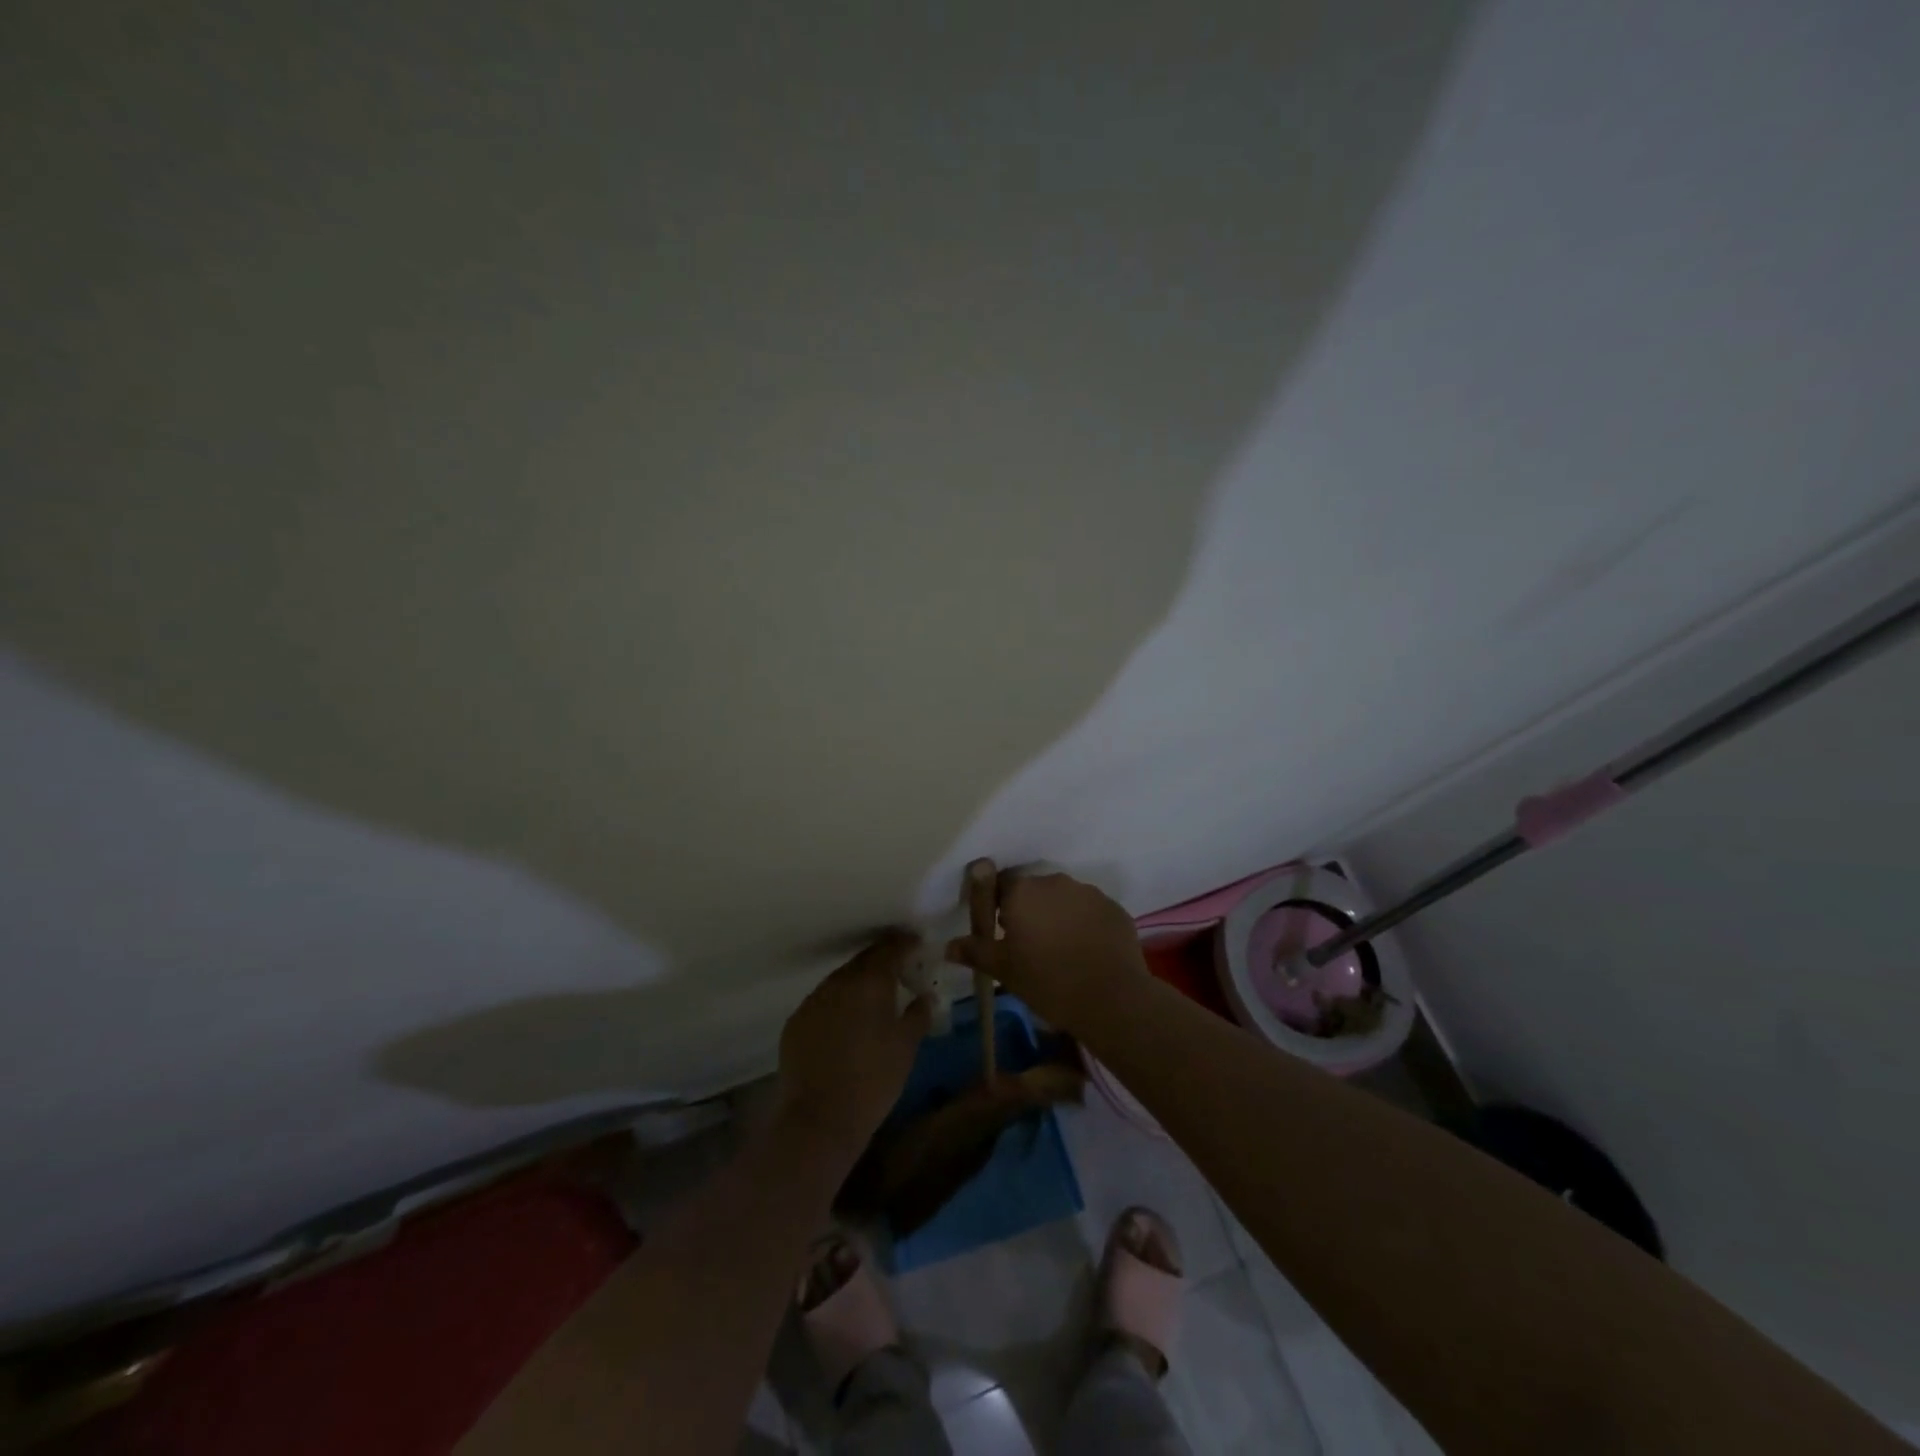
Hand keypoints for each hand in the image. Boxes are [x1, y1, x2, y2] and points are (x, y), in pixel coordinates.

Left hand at [776, 931, 930, 1163]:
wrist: (820, 1119)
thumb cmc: (874, 1080)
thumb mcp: (906, 1047)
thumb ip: (918, 1014)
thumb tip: (925, 996)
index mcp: (870, 982)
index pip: (889, 948)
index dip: (904, 944)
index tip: (916, 945)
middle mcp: (838, 982)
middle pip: (863, 961)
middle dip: (881, 962)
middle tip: (898, 973)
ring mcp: (813, 1000)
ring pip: (840, 981)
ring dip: (857, 984)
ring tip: (871, 1000)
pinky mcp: (795, 1022)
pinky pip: (822, 1002)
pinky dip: (836, 1005)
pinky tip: (845, 1025)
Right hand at [948, 870, 1148, 1029]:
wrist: (1111, 999)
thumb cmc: (1048, 982)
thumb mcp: (1004, 970)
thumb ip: (975, 951)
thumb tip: (948, 946)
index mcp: (1023, 892)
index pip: (1001, 884)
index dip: (999, 906)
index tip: (1002, 932)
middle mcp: (1055, 882)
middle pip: (1034, 890)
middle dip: (1030, 911)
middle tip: (1029, 945)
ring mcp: (1088, 893)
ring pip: (1064, 899)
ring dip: (1058, 916)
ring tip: (1061, 951)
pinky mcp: (1113, 908)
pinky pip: (1090, 911)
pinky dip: (1085, 925)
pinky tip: (1086, 953)